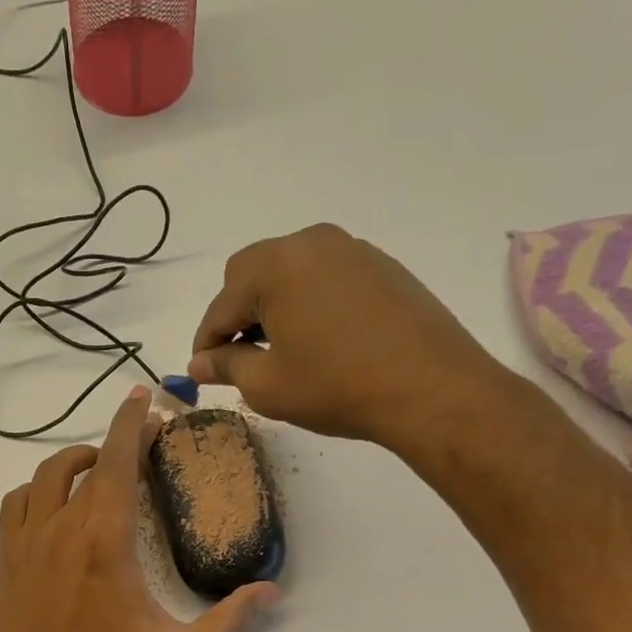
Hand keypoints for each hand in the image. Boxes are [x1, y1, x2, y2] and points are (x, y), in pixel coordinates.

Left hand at [0, 386, 278, 631]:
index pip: (120, 463)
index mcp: (107, 540)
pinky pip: (17, 501)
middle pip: (89, 462)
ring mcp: (28, 539)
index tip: (145, 399)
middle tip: (142, 442)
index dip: (133, 424)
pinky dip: (38, 489)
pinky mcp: (6, 555)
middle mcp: (64, 527)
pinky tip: (55, 502)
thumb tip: (270, 591)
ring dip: (77, 462)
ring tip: (100, 468)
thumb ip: (229, 621)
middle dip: (118, 441)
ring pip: (47, 475)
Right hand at [188, 223, 518, 460]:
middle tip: (240, 358)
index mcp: (276, 265)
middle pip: (252, 273)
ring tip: (281, 350)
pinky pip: (327, 278)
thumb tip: (199, 363)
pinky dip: (309, 303)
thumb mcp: (268, 385)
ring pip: (291, 272)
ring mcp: (352, 250)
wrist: (432, 389)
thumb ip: (225, 366)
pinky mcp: (382, 266)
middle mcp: (311, 243)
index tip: (202, 372)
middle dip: (237, 315)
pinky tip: (321, 340)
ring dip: (274, 306)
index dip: (205, 342)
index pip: (221, 304)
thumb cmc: (336, 387)